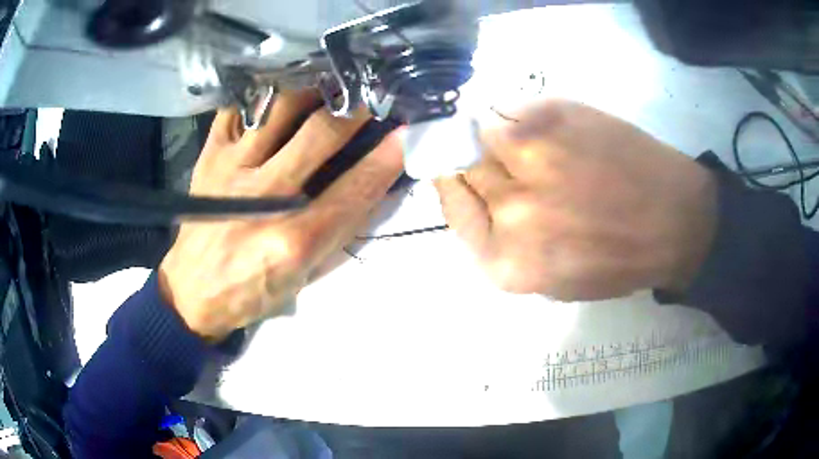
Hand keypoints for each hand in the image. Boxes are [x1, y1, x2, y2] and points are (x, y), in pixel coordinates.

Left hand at [159, 91, 402, 339]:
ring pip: (278, 108)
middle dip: (356, 110)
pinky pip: (237, 108)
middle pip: (319, 135)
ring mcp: (229, 169)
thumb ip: (339, 229)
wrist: (193, 291)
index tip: (407, 133)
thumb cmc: (253, 291)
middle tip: (374, 95)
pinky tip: (283, 87)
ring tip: (333, 82)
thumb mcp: (304, 276)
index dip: (386, 158)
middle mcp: (260, 197)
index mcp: (292, 240)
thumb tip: (372, 182)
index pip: (353, 189)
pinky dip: (263, 93)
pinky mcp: (208, 157)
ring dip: (313, 90)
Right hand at [435, 100, 717, 300]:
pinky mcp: (552, 114)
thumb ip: (500, 243)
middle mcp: (510, 207)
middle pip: (459, 163)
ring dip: (496, 136)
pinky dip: (518, 116)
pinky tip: (550, 132)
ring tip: (531, 145)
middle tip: (505, 163)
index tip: (468, 180)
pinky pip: (509, 107)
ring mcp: (530, 153)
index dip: (455, 188)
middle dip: (475, 162)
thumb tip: (470, 194)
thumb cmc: (616, 260)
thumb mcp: (549, 280)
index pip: (451, 208)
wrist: (674, 221)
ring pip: (479, 128)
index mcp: (506, 260)